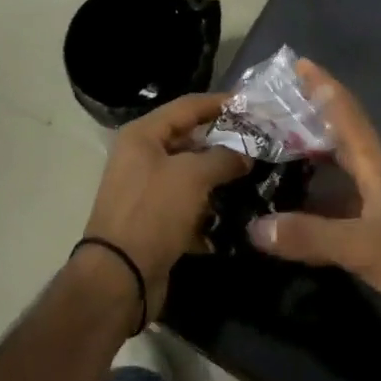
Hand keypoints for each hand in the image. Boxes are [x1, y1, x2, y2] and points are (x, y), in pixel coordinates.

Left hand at [82, 93, 248, 319]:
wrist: (120, 278)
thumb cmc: (153, 212)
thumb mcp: (193, 176)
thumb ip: (224, 158)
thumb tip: (246, 154)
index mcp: (143, 135)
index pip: (188, 106)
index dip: (220, 102)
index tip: (252, 105)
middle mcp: (141, 157)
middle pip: (190, 140)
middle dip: (224, 142)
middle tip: (260, 143)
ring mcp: (147, 191)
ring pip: (191, 175)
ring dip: (219, 177)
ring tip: (255, 177)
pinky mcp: (155, 221)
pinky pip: (188, 206)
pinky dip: (209, 209)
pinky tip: (236, 214)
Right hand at [249, 62, 380, 360]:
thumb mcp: (365, 247)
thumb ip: (311, 236)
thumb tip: (254, 226)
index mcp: (379, 171)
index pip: (349, 116)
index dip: (325, 87)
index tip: (300, 63)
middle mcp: (380, 183)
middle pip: (341, 142)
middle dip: (310, 122)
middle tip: (270, 113)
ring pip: (339, 179)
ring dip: (310, 166)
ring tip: (271, 159)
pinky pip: (340, 213)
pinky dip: (316, 210)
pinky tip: (293, 220)